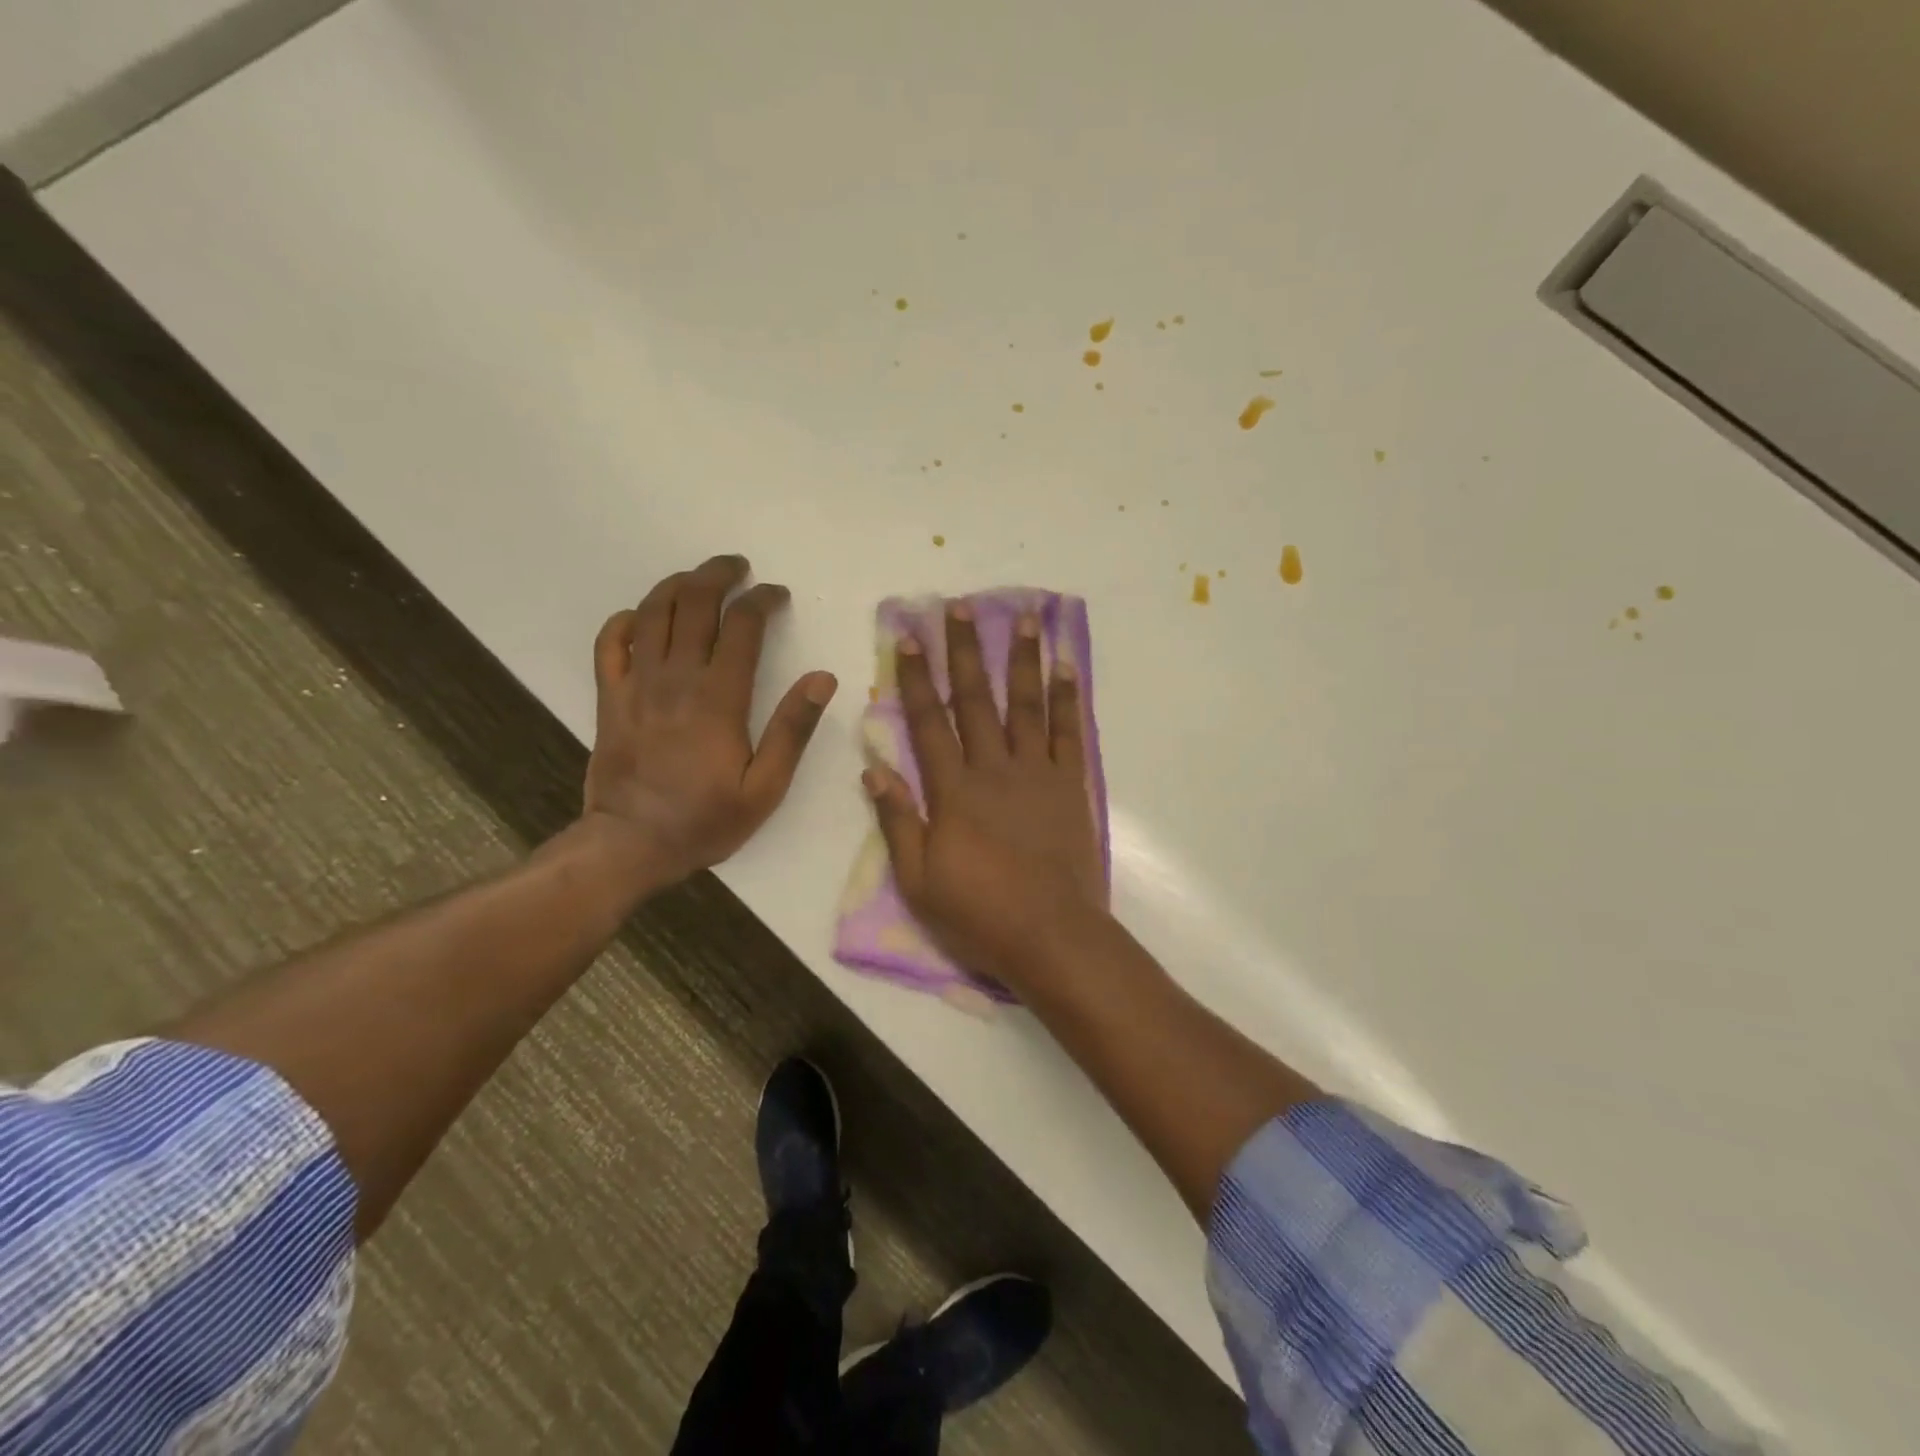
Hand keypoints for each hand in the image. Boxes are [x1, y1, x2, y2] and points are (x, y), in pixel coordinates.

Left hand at [584, 555, 836, 883]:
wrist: (632, 844)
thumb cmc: (706, 819)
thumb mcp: (766, 786)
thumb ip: (793, 729)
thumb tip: (822, 678)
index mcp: (719, 698)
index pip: (742, 626)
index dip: (762, 600)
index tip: (777, 594)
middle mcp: (676, 679)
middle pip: (693, 604)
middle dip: (718, 575)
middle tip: (738, 568)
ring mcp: (636, 685)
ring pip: (651, 613)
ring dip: (676, 585)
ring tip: (697, 578)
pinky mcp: (609, 699)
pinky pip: (609, 644)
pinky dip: (625, 621)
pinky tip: (641, 617)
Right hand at [864, 601, 1106, 985]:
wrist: (1052, 936)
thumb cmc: (979, 914)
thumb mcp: (918, 880)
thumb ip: (898, 821)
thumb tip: (874, 770)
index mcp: (953, 791)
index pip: (928, 722)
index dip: (915, 678)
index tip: (909, 637)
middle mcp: (994, 769)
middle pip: (975, 700)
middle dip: (965, 651)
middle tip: (961, 606)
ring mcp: (1037, 773)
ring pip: (1026, 704)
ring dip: (1022, 658)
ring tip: (1024, 616)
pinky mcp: (1070, 785)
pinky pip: (1069, 732)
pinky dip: (1068, 698)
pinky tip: (1066, 667)